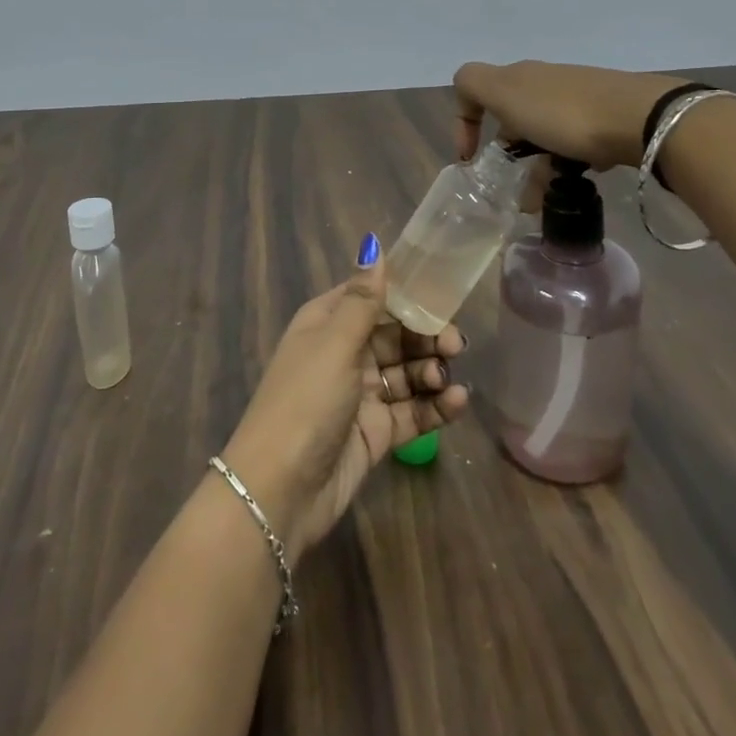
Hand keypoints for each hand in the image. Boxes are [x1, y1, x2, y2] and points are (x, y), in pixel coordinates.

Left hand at [221, 236, 469, 552]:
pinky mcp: (374, 433)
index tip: (442, 296)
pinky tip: (457, 403)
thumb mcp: (335, 343)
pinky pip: (411, 412)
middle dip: (426, 337)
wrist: (279, 491)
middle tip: (455, 345)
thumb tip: (373, 244)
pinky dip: (434, 407)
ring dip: (431, 372)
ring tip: (446, 379)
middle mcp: (343, 353)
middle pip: (395, 335)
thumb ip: (363, 298)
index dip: (407, 295)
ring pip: (406, 374)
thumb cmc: (305, 400)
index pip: (372, 297)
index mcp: (327, 323)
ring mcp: (360, 396)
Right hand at [452, 60, 682, 170]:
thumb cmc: (563, 112)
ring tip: (544, 203)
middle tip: (513, 192)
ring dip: (537, 169)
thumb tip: (465, 94)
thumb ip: (473, 85)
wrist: (641, 117)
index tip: (470, 159)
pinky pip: (574, 144)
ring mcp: (577, 99)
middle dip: (508, 156)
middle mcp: (545, 83)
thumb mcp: (505, 93)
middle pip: (512, 118)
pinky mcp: (605, 118)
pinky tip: (576, 181)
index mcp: (518, 76)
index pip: (476, 90)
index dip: (465, 122)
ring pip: (544, 136)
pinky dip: (567, 164)